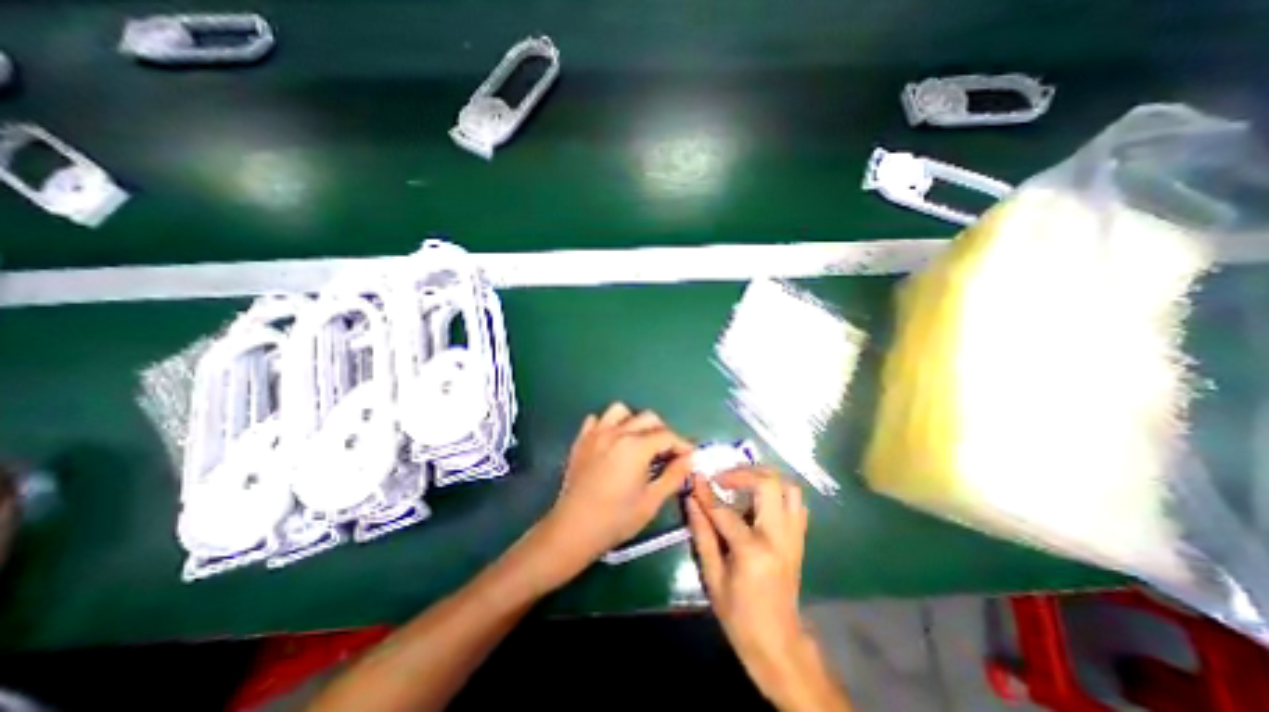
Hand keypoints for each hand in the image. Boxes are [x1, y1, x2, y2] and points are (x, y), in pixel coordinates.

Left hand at [531, 405, 691, 582]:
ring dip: (634, 421)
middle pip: (648, 418)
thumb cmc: (616, 519)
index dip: (682, 444)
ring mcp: (596, 433)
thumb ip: (674, 475)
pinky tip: (611, 441)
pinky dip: (607, 425)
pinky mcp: (581, 440)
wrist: (573, 529)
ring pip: (620, 411)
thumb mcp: (651, 501)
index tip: (689, 456)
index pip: (667, 436)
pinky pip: (596, 420)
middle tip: (667, 452)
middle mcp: (617, 432)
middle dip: (663, 432)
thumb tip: (690, 459)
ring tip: (638, 441)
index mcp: (636, 447)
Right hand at [684, 468, 822, 707]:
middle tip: (722, 478)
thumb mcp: (712, 577)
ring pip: (789, 487)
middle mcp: (779, 536)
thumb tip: (691, 500)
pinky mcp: (800, 538)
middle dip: (742, 473)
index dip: (706, 491)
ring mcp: (794, 536)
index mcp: (753, 551)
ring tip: (742, 481)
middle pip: (769, 484)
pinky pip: (795, 502)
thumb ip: (702, 534)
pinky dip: (778, 492)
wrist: (779, 644)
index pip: (725, 510)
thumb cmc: (739, 615)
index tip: (695, 476)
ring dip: (764, 477)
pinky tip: (759, 498)